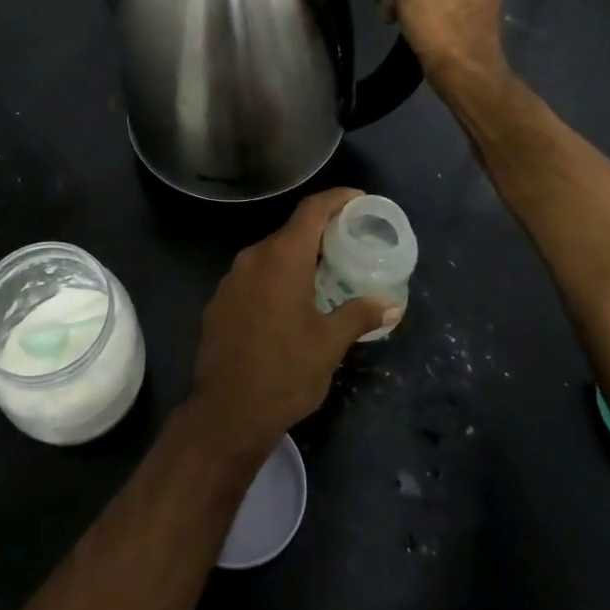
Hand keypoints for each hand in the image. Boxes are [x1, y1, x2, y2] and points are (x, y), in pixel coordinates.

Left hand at [188, 189, 394, 458]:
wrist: (226, 411)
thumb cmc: (285, 373)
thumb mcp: (329, 344)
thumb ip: (359, 315)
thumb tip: (390, 304)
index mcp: (282, 259)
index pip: (311, 210)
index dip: (336, 198)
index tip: (358, 198)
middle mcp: (253, 258)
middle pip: (290, 232)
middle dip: (320, 232)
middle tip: (349, 242)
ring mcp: (231, 279)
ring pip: (270, 255)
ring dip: (296, 258)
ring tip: (324, 273)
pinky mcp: (220, 300)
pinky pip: (253, 276)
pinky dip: (275, 278)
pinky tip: (289, 302)